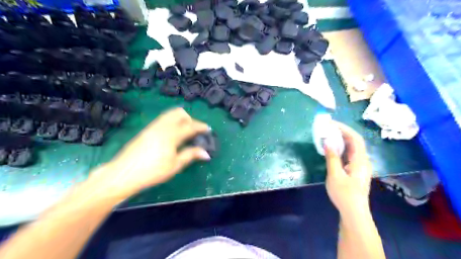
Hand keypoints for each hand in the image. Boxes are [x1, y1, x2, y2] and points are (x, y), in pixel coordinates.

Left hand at [87, 107, 210, 197]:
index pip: (190, 126)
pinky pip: (162, 119)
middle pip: (179, 113)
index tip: (208, 129)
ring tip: (184, 132)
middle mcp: (162, 126)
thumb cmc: (152, 171)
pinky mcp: (146, 130)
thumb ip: (191, 155)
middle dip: (189, 119)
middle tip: (194, 131)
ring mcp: (153, 126)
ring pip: (169, 114)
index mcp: (171, 134)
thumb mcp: (175, 165)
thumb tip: (206, 153)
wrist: (124, 173)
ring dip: (180, 119)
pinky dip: (171, 122)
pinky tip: (172, 135)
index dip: (201, 127)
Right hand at [322, 122, 371, 215]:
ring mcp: (359, 165)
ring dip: (341, 139)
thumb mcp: (335, 175)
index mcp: (360, 160)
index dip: (345, 129)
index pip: (355, 139)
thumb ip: (332, 157)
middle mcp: (362, 160)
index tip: (332, 124)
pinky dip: (341, 147)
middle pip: (355, 141)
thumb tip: (327, 141)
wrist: (353, 212)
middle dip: (342, 132)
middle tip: (328, 127)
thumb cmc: (344, 194)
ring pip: (352, 147)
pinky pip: (349, 154)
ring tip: (329, 134)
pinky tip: (333, 148)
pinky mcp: (355, 169)